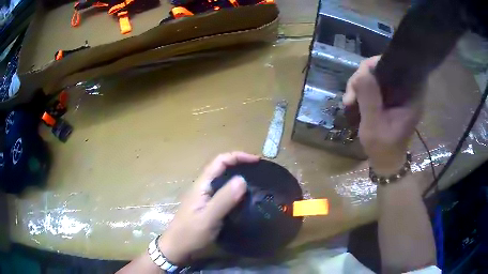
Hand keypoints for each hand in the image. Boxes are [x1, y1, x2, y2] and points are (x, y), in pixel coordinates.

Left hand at [158, 152, 258, 264]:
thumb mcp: (208, 218)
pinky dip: (236, 192)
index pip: (220, 161)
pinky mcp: (208, 207)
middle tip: (260, 172)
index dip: (238, 156)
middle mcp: (204, 187)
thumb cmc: (190, 233)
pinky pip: (224, 194)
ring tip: (257, 184)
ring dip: (239, 179)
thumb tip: (243, 179)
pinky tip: (246, 200)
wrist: (177, 248)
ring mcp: (205, 197)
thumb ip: (224, 199)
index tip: (256, 161)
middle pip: (222, 168)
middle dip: (240, 165)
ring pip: (224, 181)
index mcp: (202, 185)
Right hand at [343, 56, 422, 174]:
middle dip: (363, 77)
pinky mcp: (391, 97)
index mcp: (411, 95)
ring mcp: (398, 93)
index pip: (395, 65)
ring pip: (376, 75)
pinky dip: (363, 89)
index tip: (359, 79)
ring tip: (349, 102)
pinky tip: (355, 100)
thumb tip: (362, 71)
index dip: (374, 65)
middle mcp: (406, 89)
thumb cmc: (383, 148)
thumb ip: (369, 98)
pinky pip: (375, 84)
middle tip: (350, 96)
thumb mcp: (373, 126)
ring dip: (359, 84)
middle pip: (383, 67)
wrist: (387, 162)